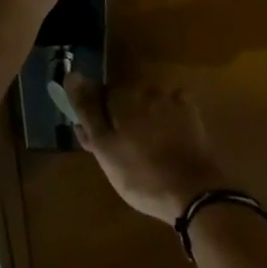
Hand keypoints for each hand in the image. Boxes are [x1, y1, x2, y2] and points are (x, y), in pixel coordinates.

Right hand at [68, 78, 228, 223]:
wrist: (194, 192)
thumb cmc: (141, 175)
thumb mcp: (105, 149)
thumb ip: (88, 111)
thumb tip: (71, 75)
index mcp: (123, 97)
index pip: (99, 96)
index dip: (96, 119)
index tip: (98, 142)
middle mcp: (147, 89)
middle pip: (124, 100)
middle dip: (119, 119)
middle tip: (121, 153)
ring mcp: (172, 100)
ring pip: (147, 104)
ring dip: (142, 120)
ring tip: (144, 153)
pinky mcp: (192, 113)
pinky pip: (170, 109)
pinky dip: (165, 121)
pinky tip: (166, 143)